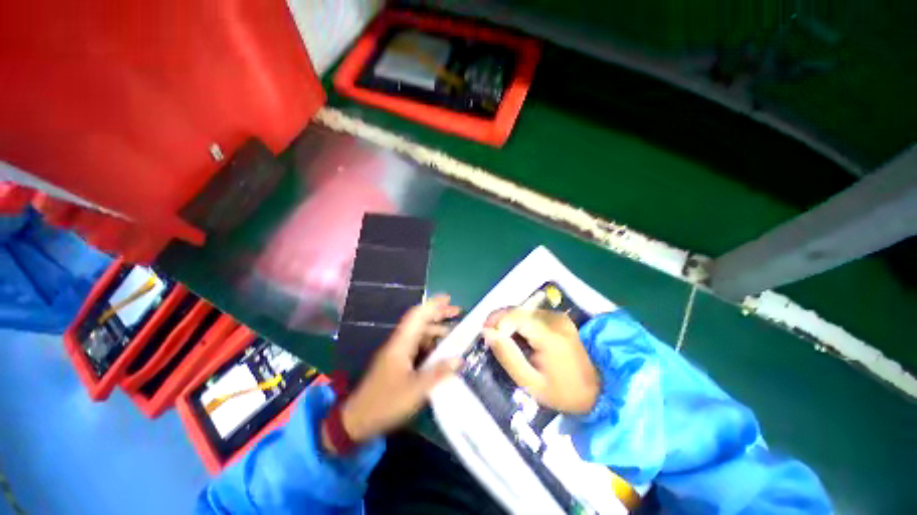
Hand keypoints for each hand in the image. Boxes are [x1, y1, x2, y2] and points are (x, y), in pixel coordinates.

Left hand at [325, 295, 461, 450]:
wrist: (357, 420)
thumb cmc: (386, 403)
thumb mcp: (416, 390)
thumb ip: (438, 373)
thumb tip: (459, 359)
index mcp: (401, 343)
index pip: (417, 315)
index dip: (433, 304)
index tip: (449, 298)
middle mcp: (399, 343)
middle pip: (420, 321)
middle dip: (438, 314)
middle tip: (457, 312)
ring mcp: (398, 352)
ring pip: (420, 334)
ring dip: (436, 330)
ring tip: (455, 333)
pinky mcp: (398, 362)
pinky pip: (418, 346)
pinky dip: (431, 344)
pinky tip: (442, 351)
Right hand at [483, 309, 598, 413]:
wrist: (599, 389)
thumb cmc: (563, 392)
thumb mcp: (530, 383)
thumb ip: (507, 356)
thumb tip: (487, 332)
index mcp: (549, 335)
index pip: (514, 317)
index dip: (496, 324)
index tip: (487, 339)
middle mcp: (554, 319)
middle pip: (517, 310)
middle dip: (499, 320)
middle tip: (489, 337)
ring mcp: (558, 316)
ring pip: (522, 310)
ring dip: (507, 321)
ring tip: (500, 338)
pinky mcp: (559, 318)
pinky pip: (531, 314)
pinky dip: (518, 322)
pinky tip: (515, 335)